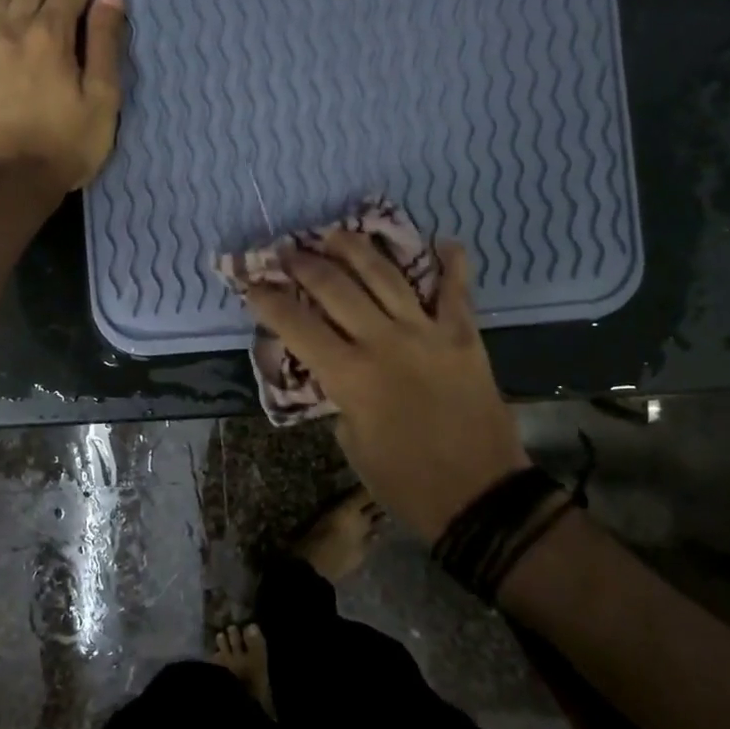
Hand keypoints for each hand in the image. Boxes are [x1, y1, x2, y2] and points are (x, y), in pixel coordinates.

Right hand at [245, 234, 527, 542]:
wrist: (478, 495)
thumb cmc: (403, 481)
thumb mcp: (351, 441)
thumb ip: (338, 395)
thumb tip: (333, 366)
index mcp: (349, 375)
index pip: (295, 324)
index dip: (267, 300)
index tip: (251, 283)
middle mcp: (384, 341)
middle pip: (335, 286)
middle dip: (304, 263)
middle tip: (288, 250)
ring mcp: (427, 333)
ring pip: (386, 275)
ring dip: (357, 248)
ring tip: (337, 232)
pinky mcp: (463, 336)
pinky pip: (457, 291)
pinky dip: (452, 264)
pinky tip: (444, 241)